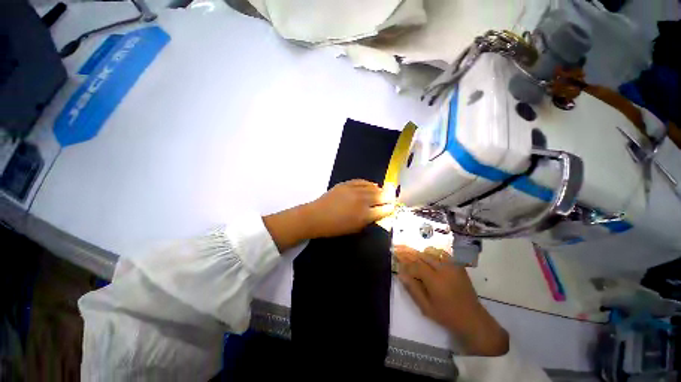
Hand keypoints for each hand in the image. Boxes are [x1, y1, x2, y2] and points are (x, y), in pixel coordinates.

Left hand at [263, 180, 394, 251]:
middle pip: (380, 197)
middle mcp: (362, 201)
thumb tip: (376, 214)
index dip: (390, 209)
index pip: (383, 210)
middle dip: (388, 197)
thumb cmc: (334, 227)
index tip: (393, 207)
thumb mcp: (353, 229)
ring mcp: (354, 190)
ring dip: (380, 190)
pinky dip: (369, 183)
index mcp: (364, 215)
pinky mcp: (347, 184)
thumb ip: (367, 221)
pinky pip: (361, 181)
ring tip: (384, 191)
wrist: (316, 216)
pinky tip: (372, 184)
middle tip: (392, 197)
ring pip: (372, 188)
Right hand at [394, 245, 508, 355]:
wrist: (473, 318)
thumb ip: (413, 289)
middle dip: (414, 260)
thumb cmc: (447, 315)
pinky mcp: (459, 266)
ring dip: (423, 258)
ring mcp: (453, 266)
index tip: (403, 271)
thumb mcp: (426, 307)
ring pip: (432, 253)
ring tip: (420, 267)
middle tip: (410, 268)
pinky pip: (443, 255)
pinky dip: (434, 257)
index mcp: (435, 280)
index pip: (416, 266)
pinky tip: (433, 266)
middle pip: (423, 256)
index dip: (407, 267)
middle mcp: (444, 269)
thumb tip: (401, 275)